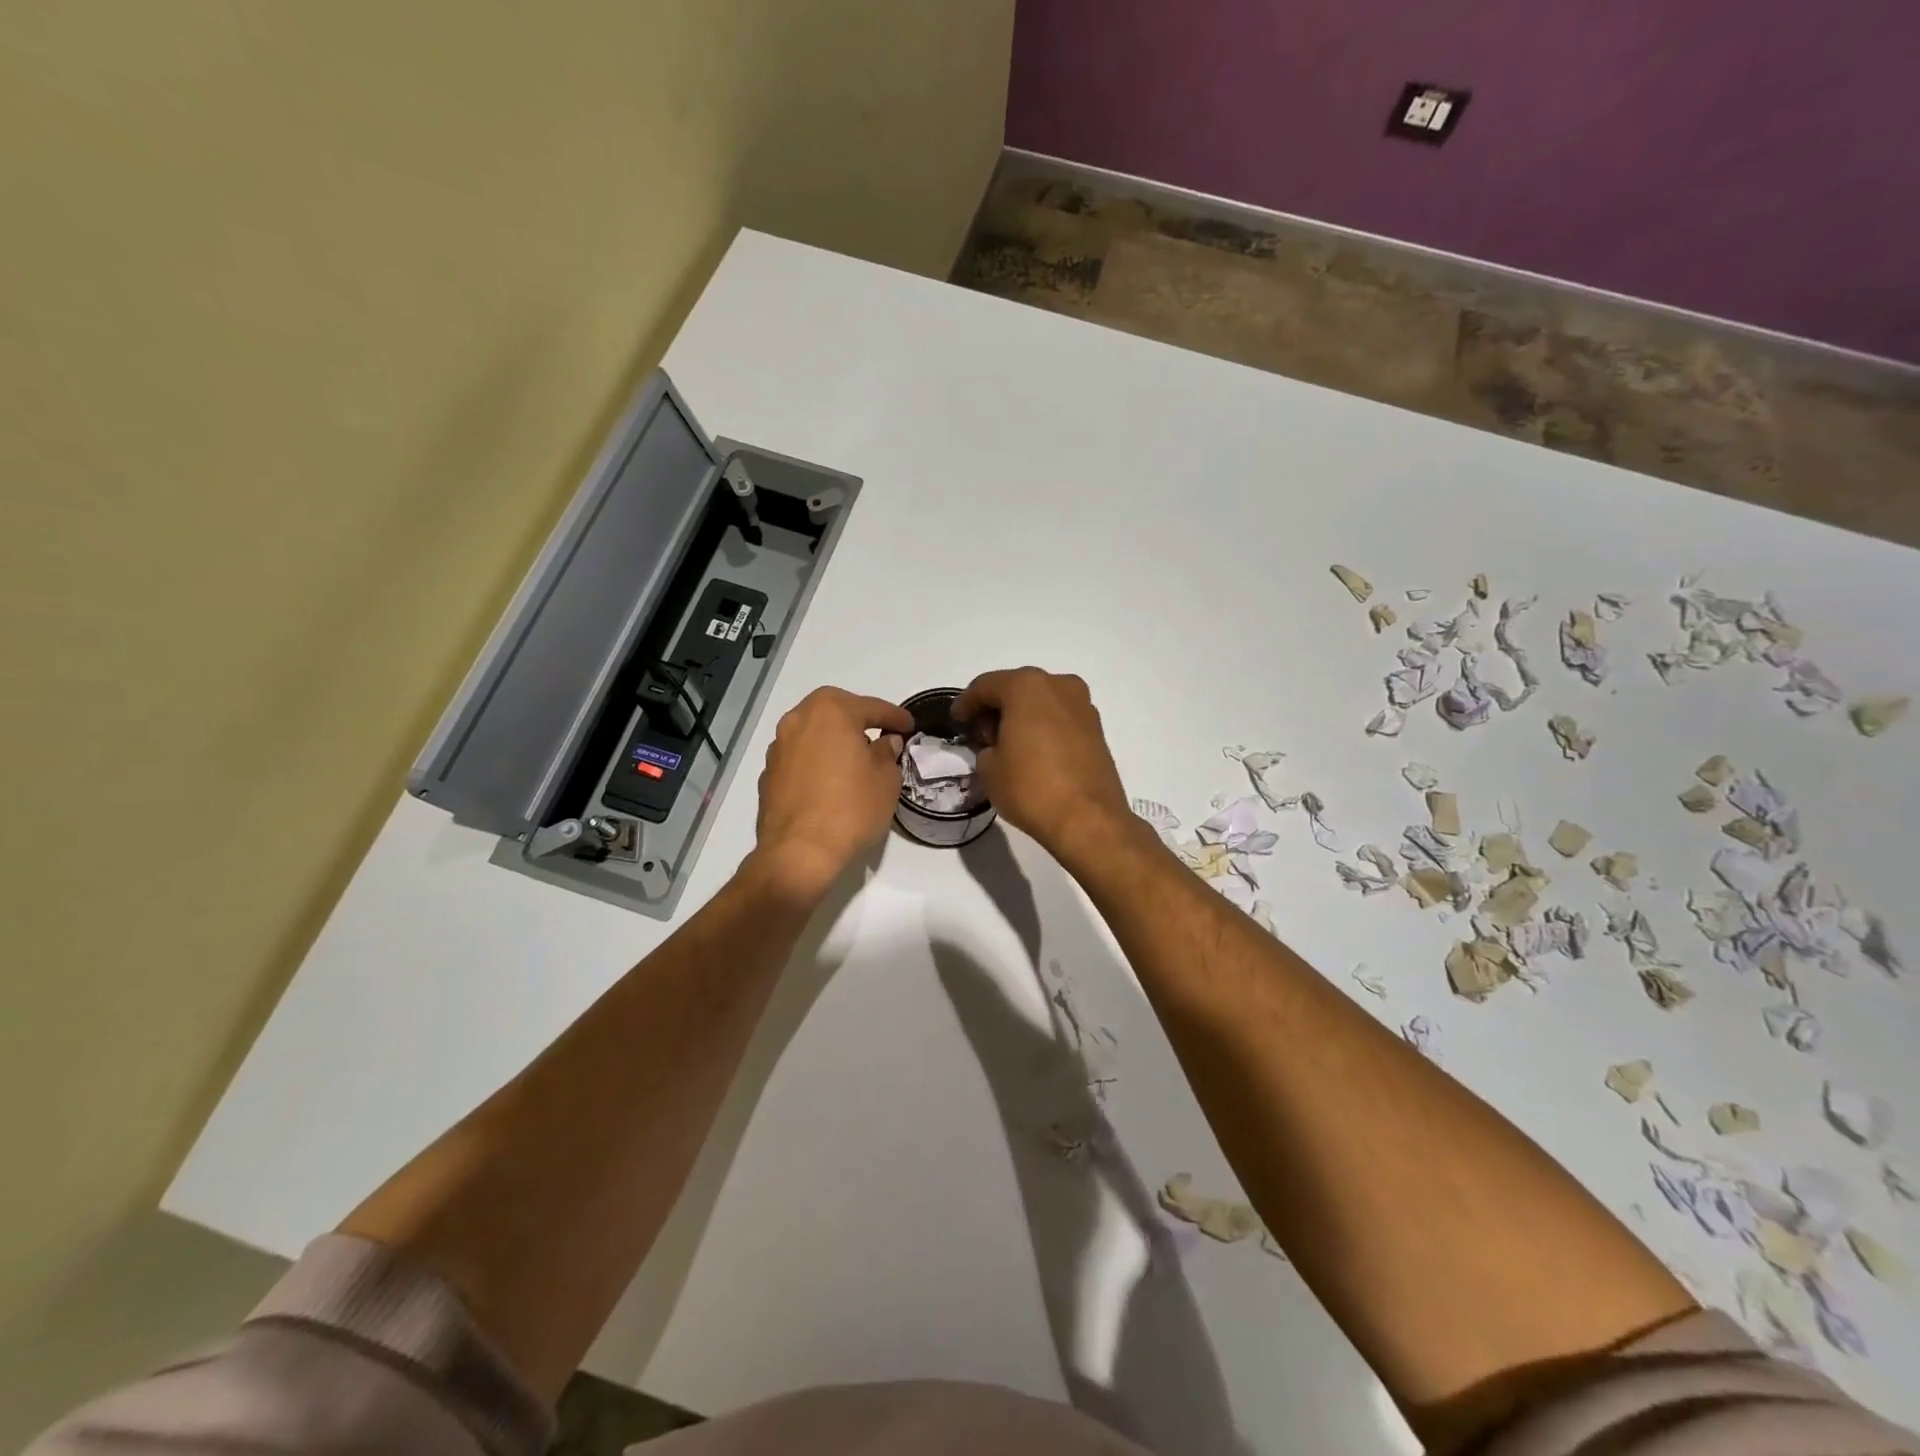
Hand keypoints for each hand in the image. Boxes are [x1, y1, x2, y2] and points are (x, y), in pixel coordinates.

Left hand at [752, 686, 912, 903]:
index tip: (909, 726)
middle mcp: (798, 720)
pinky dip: (816, 760)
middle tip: (879, 734)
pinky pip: (799, 757)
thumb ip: (887, 753)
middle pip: (834, 710)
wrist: (799, 853)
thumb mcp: (886, 780)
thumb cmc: (850, 809)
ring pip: (813, 732)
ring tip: (853, 758)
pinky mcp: (768, 774)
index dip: (895, 717)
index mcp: (831, 712)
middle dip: (858, 719)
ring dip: (833, 739)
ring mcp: (778, 747)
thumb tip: (884, 743)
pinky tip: (829, 780)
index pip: (871, 707)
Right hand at [954, 668, 1135, 868]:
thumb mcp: (989, 768)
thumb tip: (996, 746)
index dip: (966, 703)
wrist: (1089, 820)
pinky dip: (1042, 727)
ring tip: (1006, 743)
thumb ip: (985, 746)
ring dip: (1021, 716)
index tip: (957, 720)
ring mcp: (1082, 706)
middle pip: (1016, 689)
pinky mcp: (1097, 729)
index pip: (985, 686)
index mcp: (1027, 686)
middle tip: (979, 732)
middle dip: (996, 708)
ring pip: (1041, 702)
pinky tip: (1032, 750)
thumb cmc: (1031, 787)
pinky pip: (1060, 718)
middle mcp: (1058, 685)